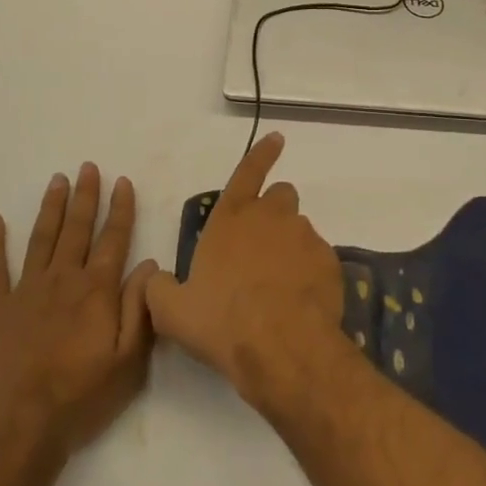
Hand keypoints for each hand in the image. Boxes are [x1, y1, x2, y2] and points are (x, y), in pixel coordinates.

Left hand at [0, 163, 158, 473]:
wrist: (16, 430)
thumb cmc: (79, 398)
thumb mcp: (127, 361)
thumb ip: (139, 309)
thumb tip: (151, 265)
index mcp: (96, 291)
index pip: (113, 239)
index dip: (120, 209)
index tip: (122, 181)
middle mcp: (63, 280)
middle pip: (77, 229)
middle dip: (86, 196)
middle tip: (88, 167)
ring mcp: (25, 291)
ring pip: (42, 238)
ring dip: (51, 208)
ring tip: (57, 180)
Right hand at [146, 134, 348, 412]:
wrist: (280, 347)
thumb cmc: (221, 321)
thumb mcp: (172, 311)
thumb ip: (159, 288)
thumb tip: (156, 279)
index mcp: (231, 218)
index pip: (247, 172)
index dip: (262, 153)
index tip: (277, 138)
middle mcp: (270, 217)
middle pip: (281, 195)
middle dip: (274, 211)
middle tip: (262, 246)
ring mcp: (304, 237)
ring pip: (300, 228)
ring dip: (290, 246)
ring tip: (279, 285)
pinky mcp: (329, 261)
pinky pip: (319, 258)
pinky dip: (310, 272)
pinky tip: (299, 301)